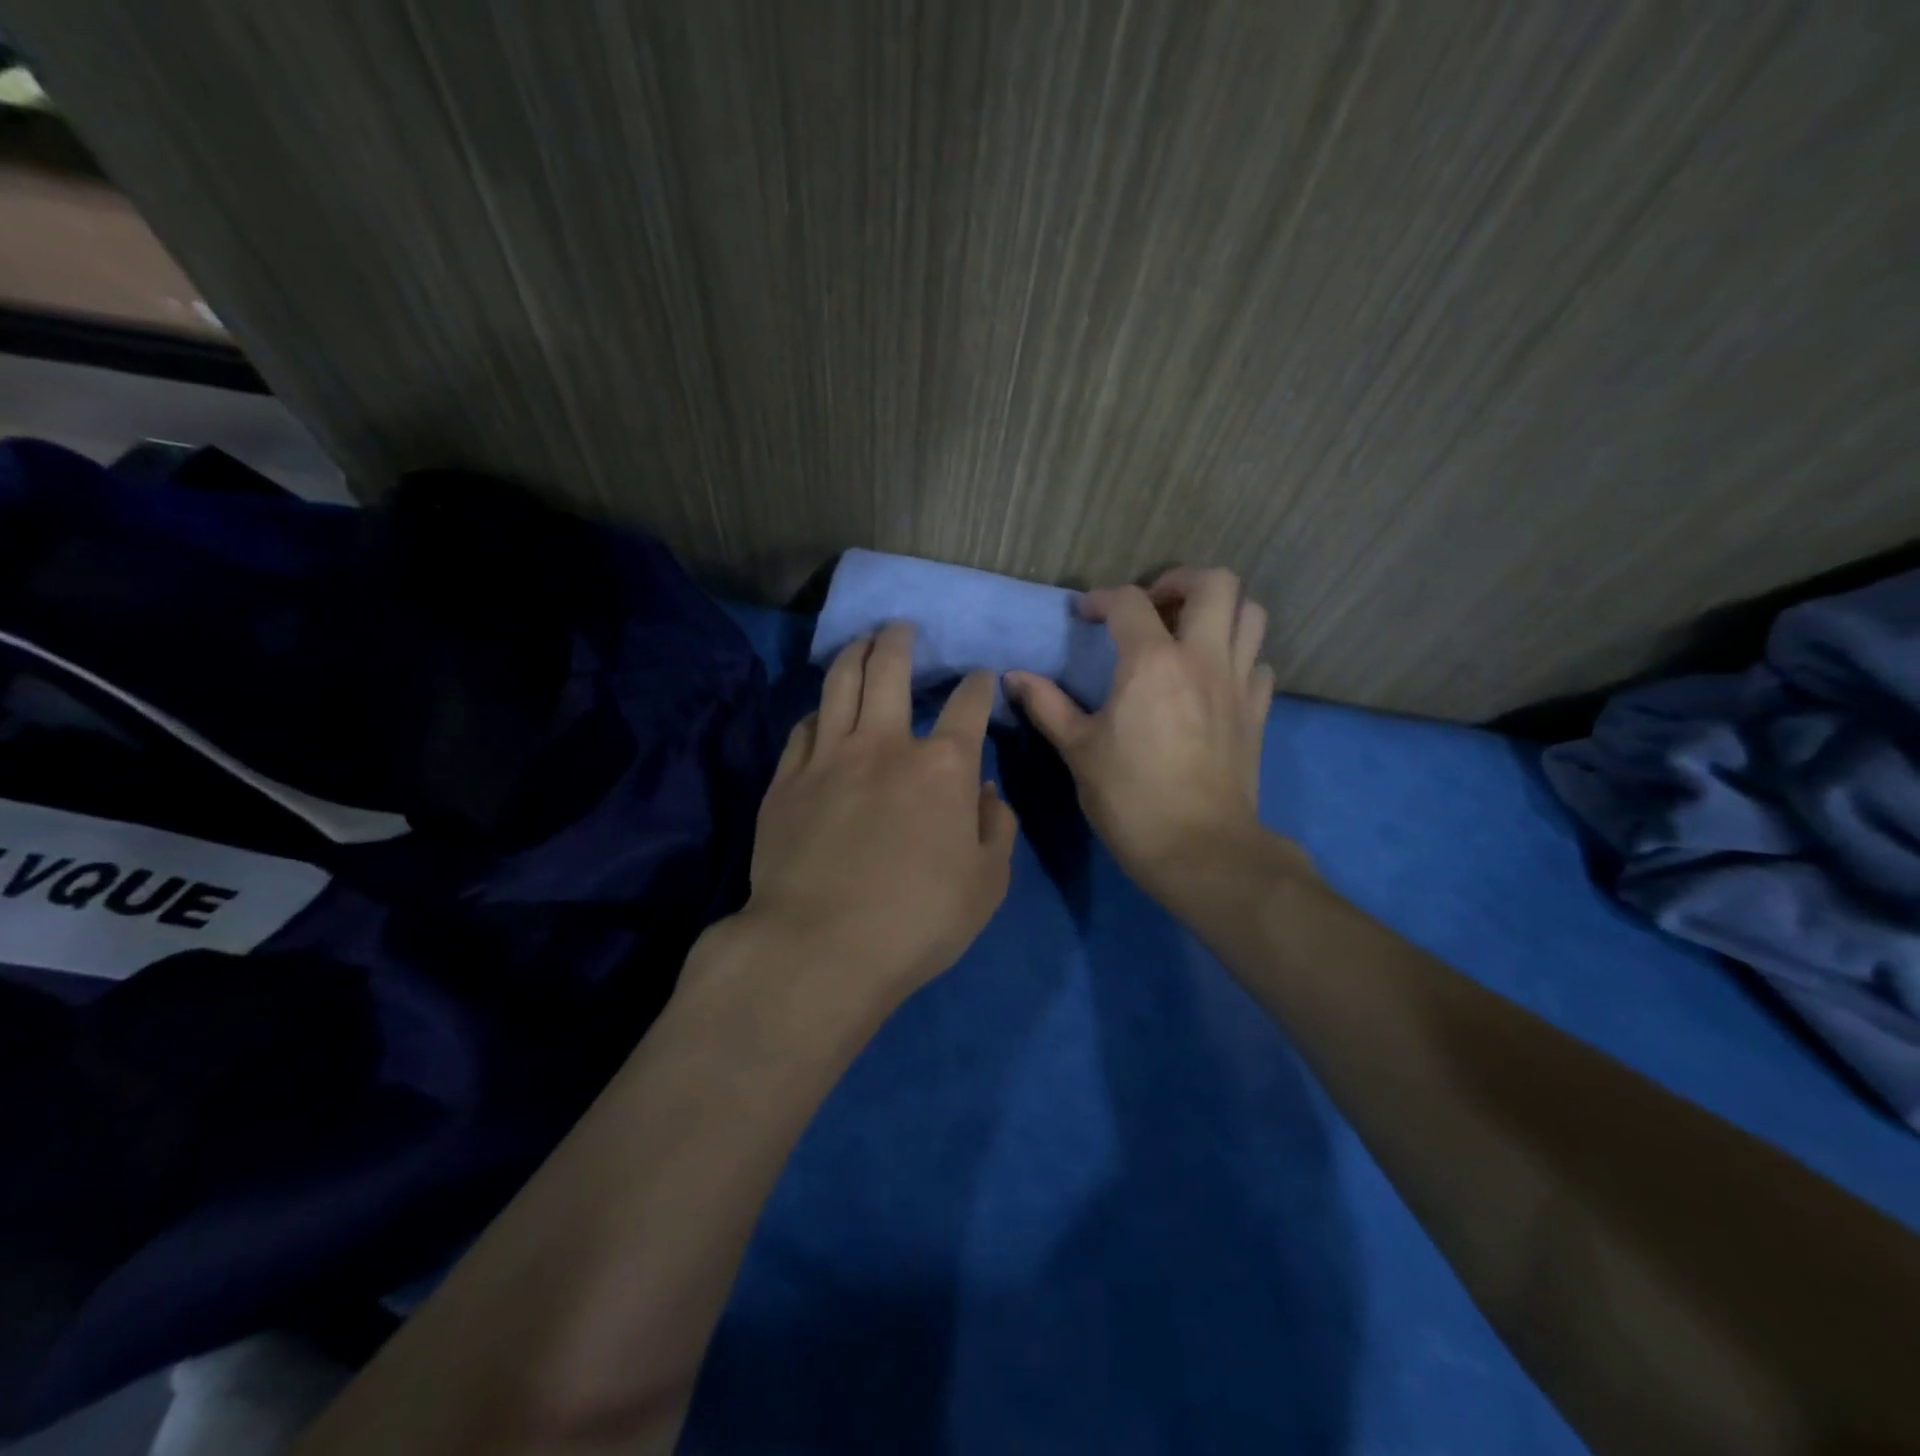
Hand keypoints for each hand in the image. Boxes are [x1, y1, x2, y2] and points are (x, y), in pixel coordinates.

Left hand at [742, 623, 1016, 1000]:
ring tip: (862, 641)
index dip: (979, 685)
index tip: (982, 678)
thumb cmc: (917, 920)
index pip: (968, 705)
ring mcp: (828, 757)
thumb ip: (997, 829)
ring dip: (854, 654)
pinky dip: (818, 711)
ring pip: (838, 684)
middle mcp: (884, 744)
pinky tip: (822, 711)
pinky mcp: (786, 780)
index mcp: (942, 767)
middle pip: (889, 670)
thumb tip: (988, 792)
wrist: (819, 948)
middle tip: (901, 628)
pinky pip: (803, 728)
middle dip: (900, 641)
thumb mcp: (987, 884)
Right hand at [1007, 567, 1275, 903]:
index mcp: (1152, 662)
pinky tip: (1213, 677)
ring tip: (1187, 632)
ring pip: (1250, 614)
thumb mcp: (1078, 750)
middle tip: (1153, 606)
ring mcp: (1239, 683)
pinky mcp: (1258, 711)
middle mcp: (1203, 659)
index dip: (1102, 599)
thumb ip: (1047, 705)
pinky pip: (1258, 661)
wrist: (1199, 849)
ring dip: (1219, 611)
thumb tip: (1014, 677)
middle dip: (1181, 581)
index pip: (1130, 601)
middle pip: (1216, 583)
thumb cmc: (1130, 798)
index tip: (1086, 615)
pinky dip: (1238, 655)